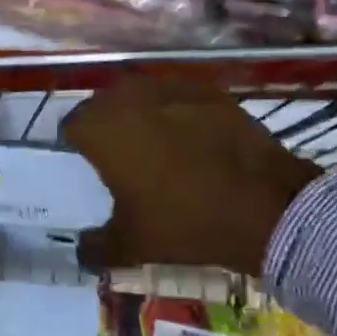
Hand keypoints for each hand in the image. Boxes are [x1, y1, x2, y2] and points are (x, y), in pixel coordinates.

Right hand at [62, 76, 320, 277]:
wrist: (265, 205)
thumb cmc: (185, 221)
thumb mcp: (132, 245)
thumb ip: (96, 246)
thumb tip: (81, 248)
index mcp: (101, 129)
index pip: (71, 126)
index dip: (76, 146)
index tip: (88, 166)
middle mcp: (128, 96)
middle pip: (103, 104)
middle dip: (106, 125)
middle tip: (120, 157)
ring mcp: (170, 87)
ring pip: (140, 95)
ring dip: (140, 115)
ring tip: (156, 145)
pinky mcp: (207, 89)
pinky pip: (177, 97)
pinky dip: (176, 112)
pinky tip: (191, 140)